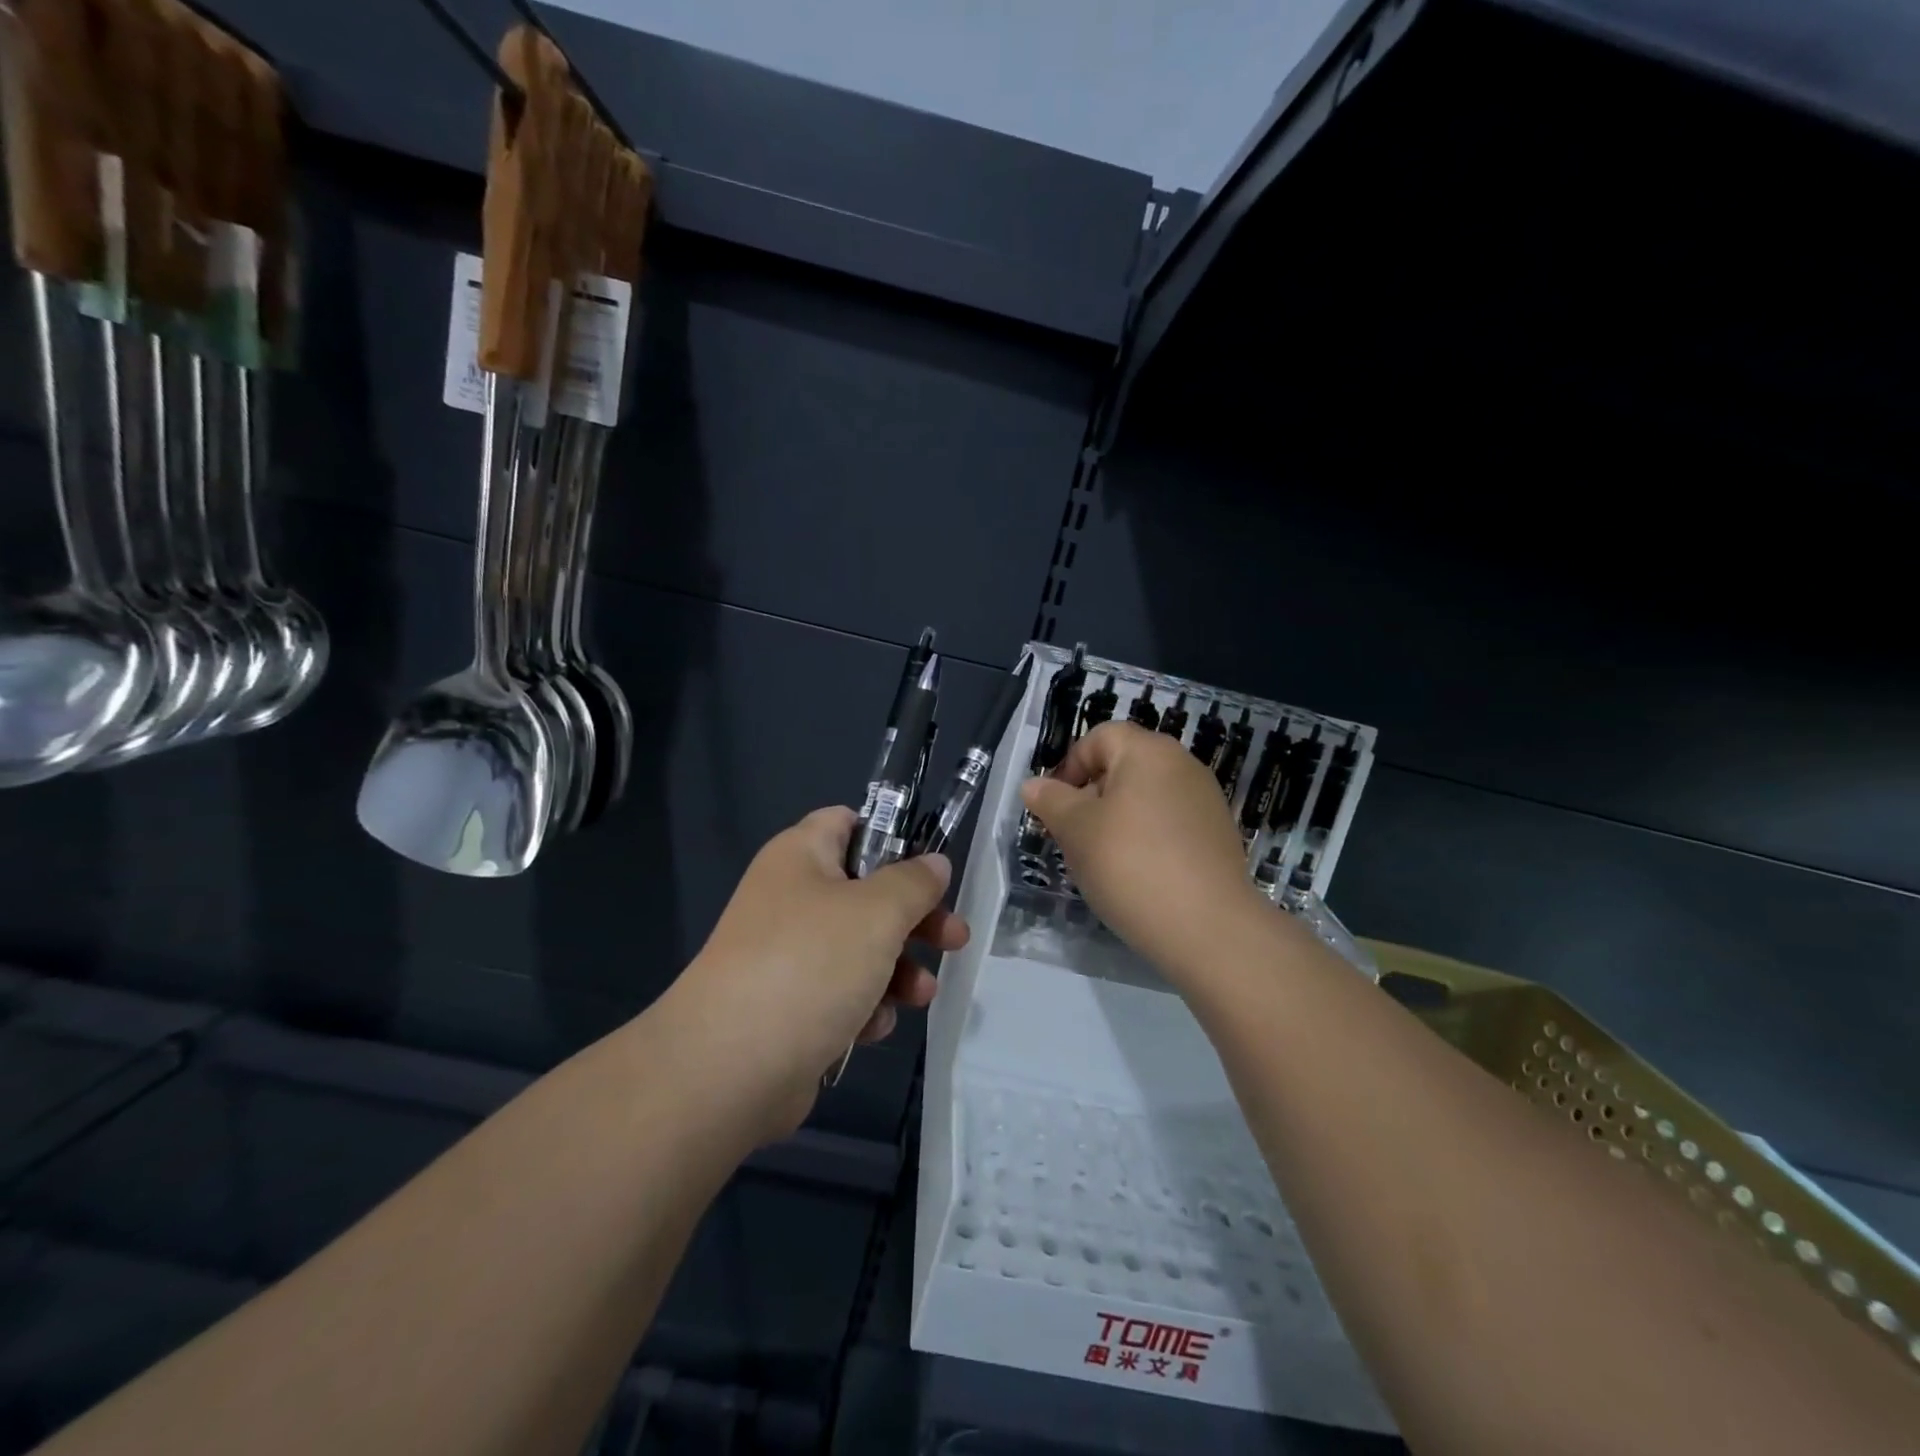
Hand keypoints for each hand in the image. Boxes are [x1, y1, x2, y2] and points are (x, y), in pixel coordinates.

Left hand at [678, 806, 968, 1139]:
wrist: (729, 1068)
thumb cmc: (810, 964)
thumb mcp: (878, 912)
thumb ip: (914, 882)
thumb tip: (934, 863)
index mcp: (801, 856)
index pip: (847, 822)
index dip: (892, 836)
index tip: (930, 868)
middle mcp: (790, 898)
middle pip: (866, 892)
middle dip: (914, 917)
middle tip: (954, 938)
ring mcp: (786, 955)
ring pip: (859, 948)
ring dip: (898, 969)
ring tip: (921, 994)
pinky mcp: (788, 1007)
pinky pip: (839, 993)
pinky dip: (864, 1005)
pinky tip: (873, 1026)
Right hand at [1021, 722, 1266, 984]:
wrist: (1208, 928)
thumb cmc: (1130, 864)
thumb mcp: (1075, 830)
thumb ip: (1050, 800)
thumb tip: (1033, 784)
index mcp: (1149, 751)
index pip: (1100, 737)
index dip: (1070, 764)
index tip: (1054, 805)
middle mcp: (1183, 765)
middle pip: (1125, 765)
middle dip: (1091, 794)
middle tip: (1072, 835)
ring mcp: (1206, 801)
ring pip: (1146, 797)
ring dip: (1118, 819)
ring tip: (1102, 859)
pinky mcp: (1218, 836)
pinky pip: (1170, 823)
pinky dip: (1147, 838)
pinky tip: (1137, 874)